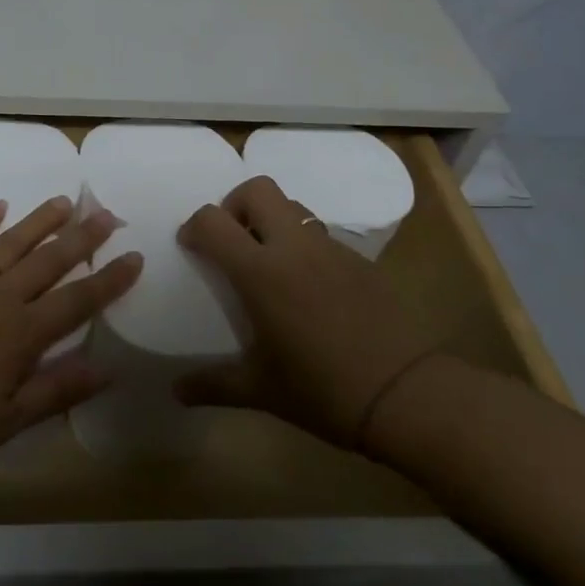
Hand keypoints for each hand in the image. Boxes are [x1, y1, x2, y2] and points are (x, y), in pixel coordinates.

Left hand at [0, 197, 143, 471]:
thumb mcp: (1, 423)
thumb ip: (53, 391)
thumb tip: (105, 369)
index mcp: (20, 336)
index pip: (77, 301)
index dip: (109, 280)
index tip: (134, 256)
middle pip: (49, 261)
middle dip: (82, 238)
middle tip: (107, 213)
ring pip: (9, 242)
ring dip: (39, 221)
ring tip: (64, 201)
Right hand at [174, 176, 438, 453]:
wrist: (407, 396)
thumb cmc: (323, 391)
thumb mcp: (261, 391)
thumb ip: (213, 385)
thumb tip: (176, 391)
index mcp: (261, 272)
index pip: (213, 221)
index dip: (194, 227)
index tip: (192, 248)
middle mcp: (294, 247)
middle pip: (257, 189)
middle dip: (235, 204)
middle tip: (233, 242)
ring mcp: (331, 248)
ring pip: (292, 206)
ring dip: (271, 220)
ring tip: (269, 262)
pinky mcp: (360, 259)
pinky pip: (321, 234)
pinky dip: (303, 245)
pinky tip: (309, 289)